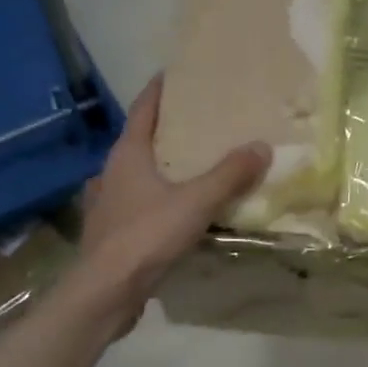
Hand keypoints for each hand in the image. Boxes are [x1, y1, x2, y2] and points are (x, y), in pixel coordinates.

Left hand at [75, 76, 269, 325]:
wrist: (106, 291)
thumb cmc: (146, 236)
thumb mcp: (196, 202)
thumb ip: (229, 175)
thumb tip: (261, 146)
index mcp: (127, 154)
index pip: (143, 109)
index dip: (159, 90)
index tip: (176, 74)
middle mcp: (112, 173)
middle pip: (140, 141)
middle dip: (167, 131)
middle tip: (199, 125)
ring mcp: (108, 204)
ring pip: (137, 176)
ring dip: (161, 169)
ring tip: (191, 168)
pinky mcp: (111, 233)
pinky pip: (137, 206)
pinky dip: (157, 201)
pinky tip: (175, 213)